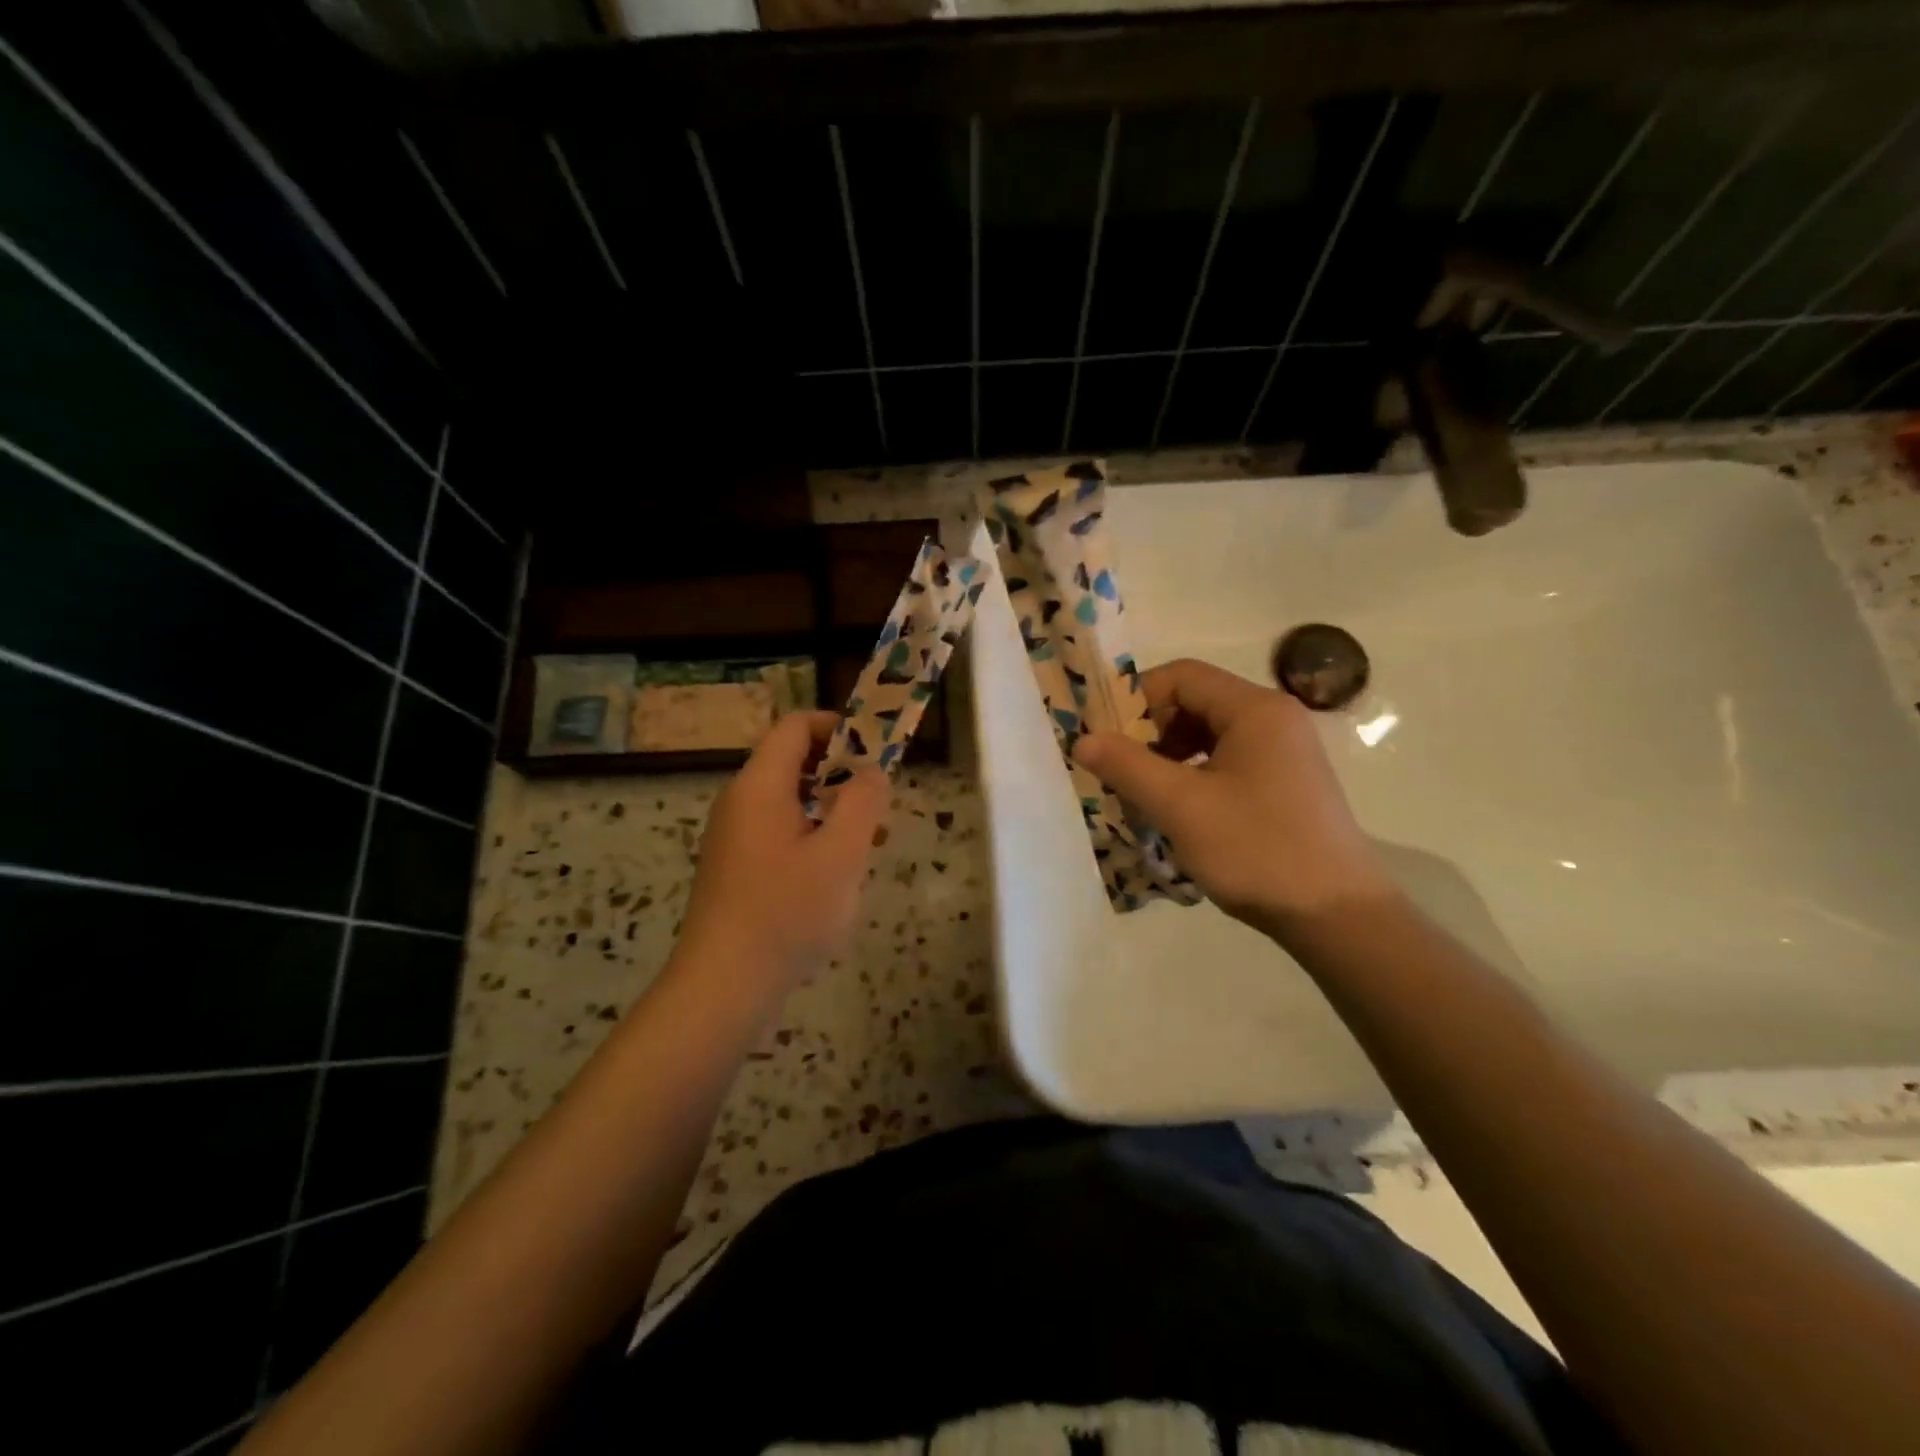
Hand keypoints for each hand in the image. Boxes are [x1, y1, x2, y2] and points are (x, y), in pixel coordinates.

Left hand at [678, 711, 888, 992]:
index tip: (877, 753)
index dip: (839, 728)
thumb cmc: (786, 913)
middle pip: (795, 763)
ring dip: (833, 812)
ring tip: (869, 847)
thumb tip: (872, 772)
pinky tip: (837, 879)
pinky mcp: (737, 869)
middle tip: (878, 808)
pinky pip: (781, 835)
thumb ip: (863, 803)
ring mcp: (735, 838)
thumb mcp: (841, 854)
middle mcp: (741, 803)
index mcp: (760, 786)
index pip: (796, 727)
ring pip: (792, 803)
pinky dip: (814, 840)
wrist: (723, 987)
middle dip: (843, 776)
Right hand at [1072, 658, 1394, 933]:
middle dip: (1151, 730)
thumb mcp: (1182, 806)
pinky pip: (1228, 760)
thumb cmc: (1256, 849)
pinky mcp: (1286, 782)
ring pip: (1210, 734)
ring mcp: (1284, 751)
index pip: (1182, 676)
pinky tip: (1178, 809)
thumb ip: (1127, 766)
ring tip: (1143, 792)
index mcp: (1255, 709)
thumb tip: (1082, 739)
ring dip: (1169, 755)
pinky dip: (1194, 774)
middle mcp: (1274, 719)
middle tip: (1120, 769)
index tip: (1107, 739)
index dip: (1137, 699)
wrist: (1337, 915)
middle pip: (1196, 701)